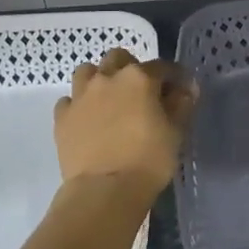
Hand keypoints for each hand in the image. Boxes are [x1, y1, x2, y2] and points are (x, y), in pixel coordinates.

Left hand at [53, 49, 196, 200]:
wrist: (105, 189)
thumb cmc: (149, 159)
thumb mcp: (176, 131)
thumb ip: (182, 104)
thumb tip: (186, 88)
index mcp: (139, 78)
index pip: (162, 66)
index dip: (174, 76)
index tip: (181, 89)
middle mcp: (107, 78)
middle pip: (118, 58)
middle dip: (131, 68)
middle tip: (142, 90)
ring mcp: (80, 96)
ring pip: (87, 72)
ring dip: (100, 79)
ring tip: (110, 99)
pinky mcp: (62, 117)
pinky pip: (70, 101)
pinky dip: (80, 105)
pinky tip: (88, 119)